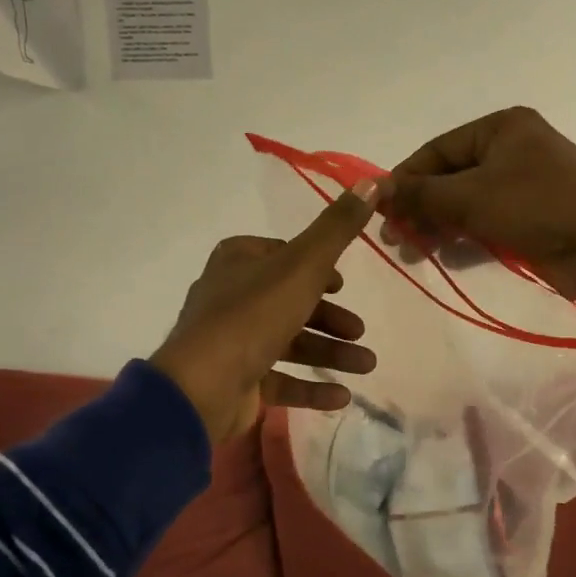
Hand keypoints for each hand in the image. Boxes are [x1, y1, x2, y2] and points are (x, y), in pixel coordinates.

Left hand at [150, 182, 381, 443]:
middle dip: (330, 318)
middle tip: (360, 331)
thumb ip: (338, 228)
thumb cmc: (254, 315)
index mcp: (239, 261)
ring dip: (330, 353)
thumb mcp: (303, 265)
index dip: (316, 268)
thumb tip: (372, 180)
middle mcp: (232, 297)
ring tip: (366, 365)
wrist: (203, 385)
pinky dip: (311, 386)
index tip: (342, 284)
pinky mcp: (236, 380)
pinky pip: (280, 379)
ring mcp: (232, 341)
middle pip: (290, 301)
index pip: (283, 255)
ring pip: (290, 342)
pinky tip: (342, 396)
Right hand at [387, 107, 575, 314]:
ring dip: (438, 229)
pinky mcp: (531, 223)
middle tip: (394, 240)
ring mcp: (522, 189)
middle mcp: (510, 152)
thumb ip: (420, 194)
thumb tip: (373, 191)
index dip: (404, 180)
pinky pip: (485, 228)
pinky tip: (444, 260)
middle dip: (420, 209)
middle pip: (449, 179)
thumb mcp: (471, 196)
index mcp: (499, 129)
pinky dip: (464, 242)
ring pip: (465, 206)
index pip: (435, 151)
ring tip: (413, 254)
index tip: (377, 212)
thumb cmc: (539, 206)